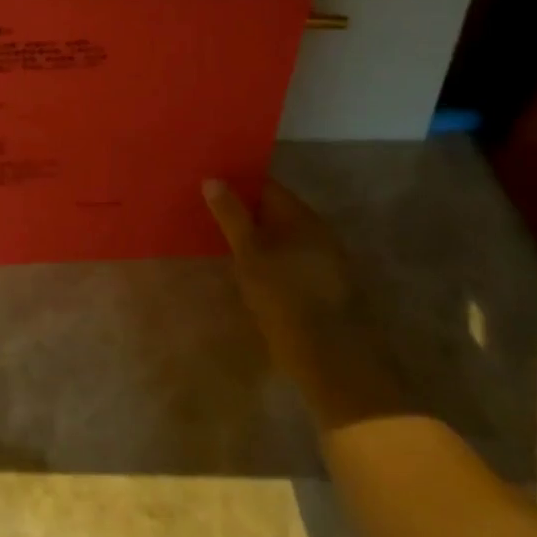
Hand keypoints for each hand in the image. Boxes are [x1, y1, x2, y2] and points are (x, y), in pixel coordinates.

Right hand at [203, 177, 378, 410]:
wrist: (332, 358)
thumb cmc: (286, 298)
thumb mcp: (250, 254)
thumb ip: (231, 215)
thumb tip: (213, 178)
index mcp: (301, 216)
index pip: (265, 186)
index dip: (236, 183)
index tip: (206, 185)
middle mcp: (316, 231)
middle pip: (273, 210)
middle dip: (242, 210)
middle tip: (205, 212)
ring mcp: (322, 259)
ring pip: (280, 236)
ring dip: (253, 236)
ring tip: (218, 239)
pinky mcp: (320, 286)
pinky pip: (287, 258)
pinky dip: (265, 257)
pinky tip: (245, 268)